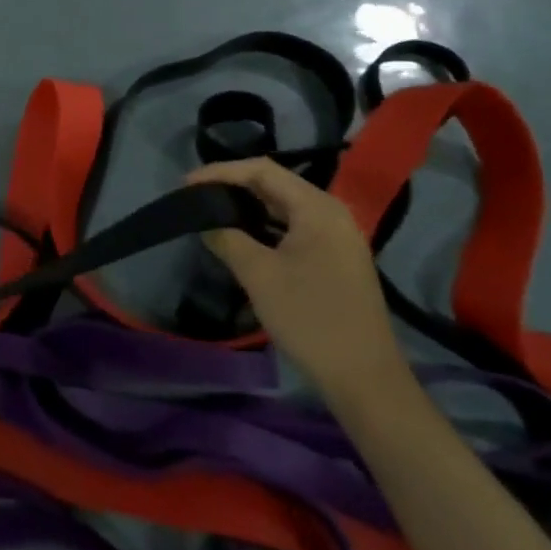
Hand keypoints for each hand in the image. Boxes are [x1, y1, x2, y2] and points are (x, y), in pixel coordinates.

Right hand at [186, 159, 406, 401]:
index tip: (186, 184)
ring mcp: (338, 237)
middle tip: (196, 195)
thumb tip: (206, 222)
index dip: (221, 172)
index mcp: (318, 208)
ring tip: (212, 211)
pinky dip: (265, 225)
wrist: (364, 378)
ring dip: (248, 206)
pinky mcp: (337, 258)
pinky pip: (295, 227)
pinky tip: (243, 236)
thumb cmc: (310, 318)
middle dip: (233, 186)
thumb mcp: (258, 275)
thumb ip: (227, 238)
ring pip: (285, 206)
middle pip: (275, 184)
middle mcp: (332, 214)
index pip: (262, 171)